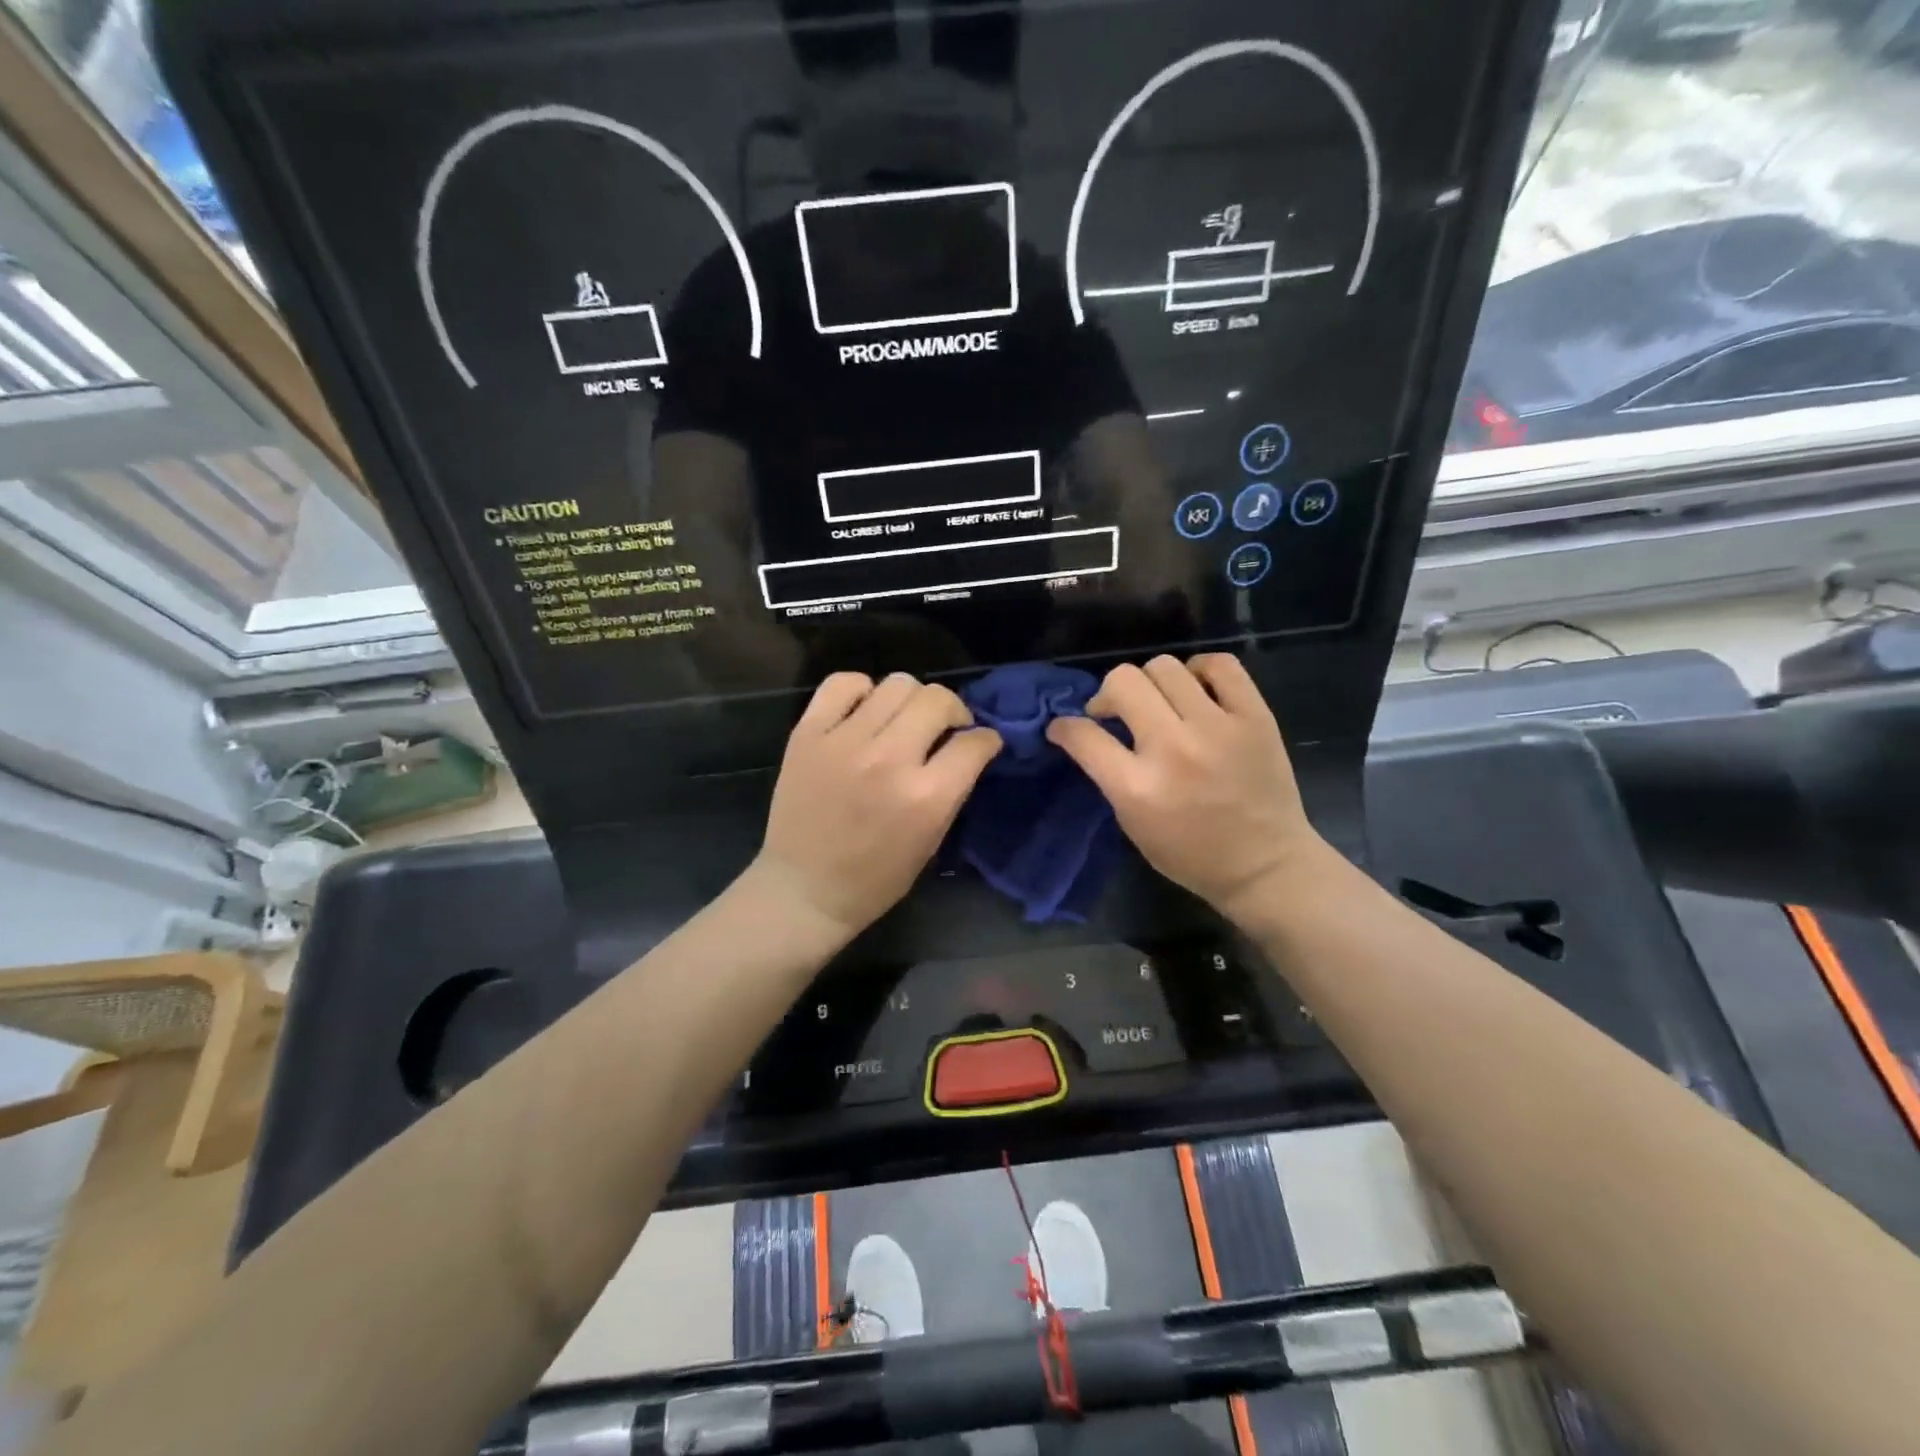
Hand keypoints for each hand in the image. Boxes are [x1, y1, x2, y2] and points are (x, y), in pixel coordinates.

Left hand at [757, 672, 1002, 937]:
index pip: (974, 742)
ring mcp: (844, 742)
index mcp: (925, 797)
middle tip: (944, 728)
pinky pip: (842, 684)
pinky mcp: (808, 733)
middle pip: (937, 699)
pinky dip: (861, 690)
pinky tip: (864, 712)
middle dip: (953, 711)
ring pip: (896, 684)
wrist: (804, 889)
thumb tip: (967, 748)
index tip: (980, 743)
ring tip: (903, 720)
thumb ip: (952, 790)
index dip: (986, 740)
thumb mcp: (930, 841)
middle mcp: (888, 760)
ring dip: (911, 700)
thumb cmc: (875, 878)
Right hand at [1047, 655, 1326, 918]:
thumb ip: (1110, 776)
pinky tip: (1196, 690)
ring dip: (1150, 682)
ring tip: (1160, 703)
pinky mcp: (1255, 716)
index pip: (1083, 735)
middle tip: (1117, 713)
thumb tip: (1090, 733)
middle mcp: (1174, 749)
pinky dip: (1200, 670)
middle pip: (1123, 682)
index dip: (1064, 727)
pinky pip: (1220, 665)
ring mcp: (1218, 728)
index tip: (1066, 728)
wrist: (1266, 865)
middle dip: (1108, 694)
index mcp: (1138, 788)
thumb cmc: (1191, 854)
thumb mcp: (1133, 825)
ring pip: (1164, 666)